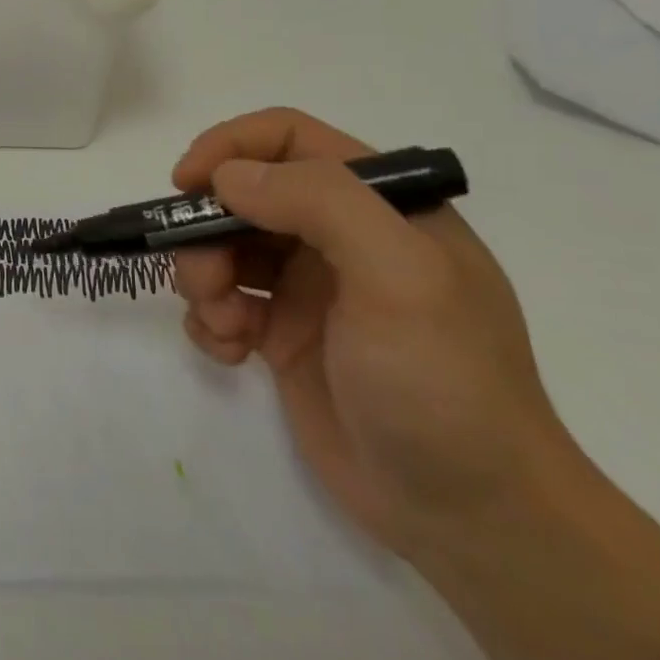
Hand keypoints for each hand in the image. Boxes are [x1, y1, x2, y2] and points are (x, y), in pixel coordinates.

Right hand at [171, 108, 576, 557]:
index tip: (186, 185)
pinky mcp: (283, 336)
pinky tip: (230, 353)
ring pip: (222, 247)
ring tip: (222, 325)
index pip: (289, 139)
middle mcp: (340, 237)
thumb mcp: (400, 277)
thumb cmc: (444, 384)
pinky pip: (221, 302)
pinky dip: (209, 320)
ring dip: (203, 278)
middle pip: (242, 196)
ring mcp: (309, 288)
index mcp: (380, 206)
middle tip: (204, 279)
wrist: (473, 519)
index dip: (230, 148)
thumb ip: (318, 204)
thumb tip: (226, 177)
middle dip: (206, 230)